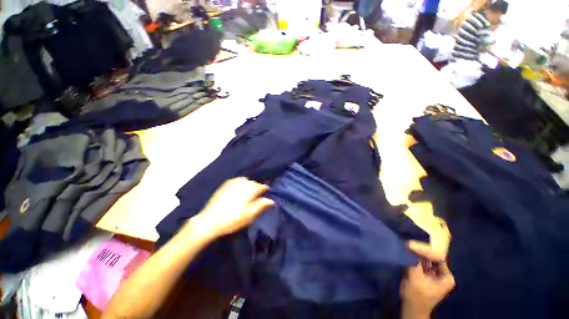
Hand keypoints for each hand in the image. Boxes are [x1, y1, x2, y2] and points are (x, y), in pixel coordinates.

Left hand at [191, 177, 273, 237]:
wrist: (210, 220)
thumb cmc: (233, 218)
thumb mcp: (250, 215)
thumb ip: (262, 205)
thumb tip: (272, 200)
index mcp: (251, 188)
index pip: (263, 187)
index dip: (265, 193)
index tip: (264, 199)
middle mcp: (243, 181)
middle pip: (254, 183)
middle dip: (257, 189)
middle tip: (255, 199)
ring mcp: (233, 181)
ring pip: (246, 181)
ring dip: (248, 186)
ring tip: (247, 196)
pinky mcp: (225, 184)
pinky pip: (237, 181)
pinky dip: (240, 185)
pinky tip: (237, 192)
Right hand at [401, 220, 454, 317]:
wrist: (411, 308)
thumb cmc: (416, 296)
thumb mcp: (415, 279)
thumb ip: (414, 262)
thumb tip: (408, 244)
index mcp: (446, 277)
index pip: (437, 257)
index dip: (425, 250)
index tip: (411, 243)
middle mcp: (442, 273)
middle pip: (432, 257)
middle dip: (420, 249)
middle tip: (408, 241)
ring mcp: (434, 273)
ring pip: (426, 258)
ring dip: (416, 252)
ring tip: (406, 244)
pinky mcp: (425, 273)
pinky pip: (421, 262)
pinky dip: (414, 257)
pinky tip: (406, 251)